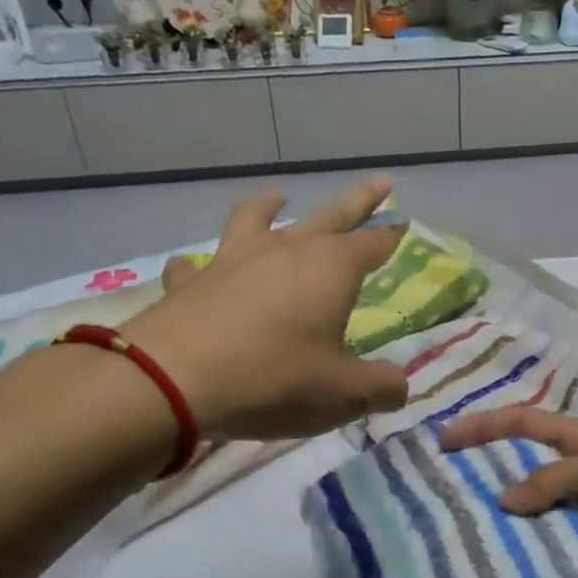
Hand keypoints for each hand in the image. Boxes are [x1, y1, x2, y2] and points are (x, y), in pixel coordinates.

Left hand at [120, 177, 408, 441]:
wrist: (172, 380)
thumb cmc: (273, 379)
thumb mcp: (343, 394)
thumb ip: (380, 388)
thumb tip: (399, 385)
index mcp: (330, 270)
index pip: (373, 244)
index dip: (392, 236)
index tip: (405, 223)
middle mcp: (284, 252)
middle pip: (330, 216)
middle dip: (358, 201)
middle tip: (379, 182)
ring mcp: (233, 261)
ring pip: (256, 220)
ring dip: (271, 207)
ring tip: (278, 197)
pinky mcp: (190, 283)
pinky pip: (196, 265)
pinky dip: (201, 265)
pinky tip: (196, 268)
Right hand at [438, 408, 577, 577]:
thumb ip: (554, 480)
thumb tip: (504, 502)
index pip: (523, 425)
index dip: (484, 427)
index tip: (443, 440)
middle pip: (524, 475)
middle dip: (487, 483)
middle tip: (441, 502)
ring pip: (538, 520)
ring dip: (509, 530)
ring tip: (461, 544)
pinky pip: (561, 557)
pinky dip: (538, 565)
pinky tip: (504, 577)